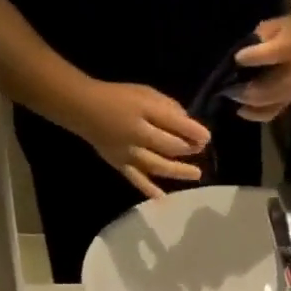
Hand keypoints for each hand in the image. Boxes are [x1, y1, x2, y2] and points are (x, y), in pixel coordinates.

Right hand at [70, 80, 211, 199]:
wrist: (84, 108)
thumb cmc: (118, 98)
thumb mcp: (144, 93)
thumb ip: (166, 107)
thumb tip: (187, 122)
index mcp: (143, 111)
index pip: (173, 122)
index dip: (192, 131)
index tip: (207, 137)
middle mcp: (137, 134)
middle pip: (168, 145)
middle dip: (187, 149)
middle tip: (200, 150)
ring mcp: (128, 153)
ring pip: (157, 164)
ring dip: (178, 171)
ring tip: (196, 174)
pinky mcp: (120, 165)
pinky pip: (136, 179)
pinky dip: (148, 189)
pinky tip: (162, 198)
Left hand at [232, 12, 290, 122]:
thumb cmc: (284, 32)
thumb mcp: (269, 28)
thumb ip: (256, 41)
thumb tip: (239, 59)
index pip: (271, 55)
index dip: (253, 57)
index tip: (237, 58)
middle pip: (269, 89)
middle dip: (246, 91)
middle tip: (228, 89)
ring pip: (269, 104)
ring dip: (249, 104)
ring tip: (234, 99)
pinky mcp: (288, 101)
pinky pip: (270, 113)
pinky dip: (255, 114)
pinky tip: (242, 110)